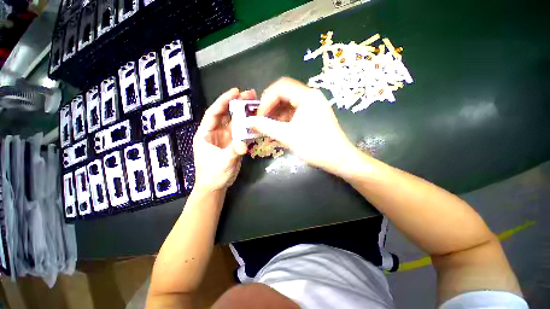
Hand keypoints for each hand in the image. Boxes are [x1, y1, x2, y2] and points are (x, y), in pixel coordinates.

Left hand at [193, 88, 255, 191]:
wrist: (215, 186)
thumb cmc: (213, 174)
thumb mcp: (222, 162)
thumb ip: (233, 151)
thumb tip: (244, 144)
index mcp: (206, 133)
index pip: (214, 113)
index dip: (223, 101)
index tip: (235, 91)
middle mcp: (216, 132)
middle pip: (226, 114)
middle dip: (237, 103)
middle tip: (250, 94)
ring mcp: (226, 137)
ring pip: (235, 121)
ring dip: (244, 113)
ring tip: (256, 104)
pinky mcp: (233, 143)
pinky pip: (241, 131)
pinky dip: (248, 125)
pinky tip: (256, 120)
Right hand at [246, 77, 356, 174]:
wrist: (339, 159)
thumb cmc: (314, 146)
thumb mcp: (287, 136)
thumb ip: (266, 127)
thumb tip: (248, 122)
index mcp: (307, 96)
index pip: (280, 87)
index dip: (266, 100)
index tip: (259, 116)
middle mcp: (311, 96)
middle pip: (285, 93)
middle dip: (270, 106)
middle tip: (261, 120)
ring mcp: (314, 105)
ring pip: (289, 103)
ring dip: (277, 113)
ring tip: (268, 126)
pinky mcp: (315, 114)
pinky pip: (295, 111)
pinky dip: (285, 118)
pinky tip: (279, 128)